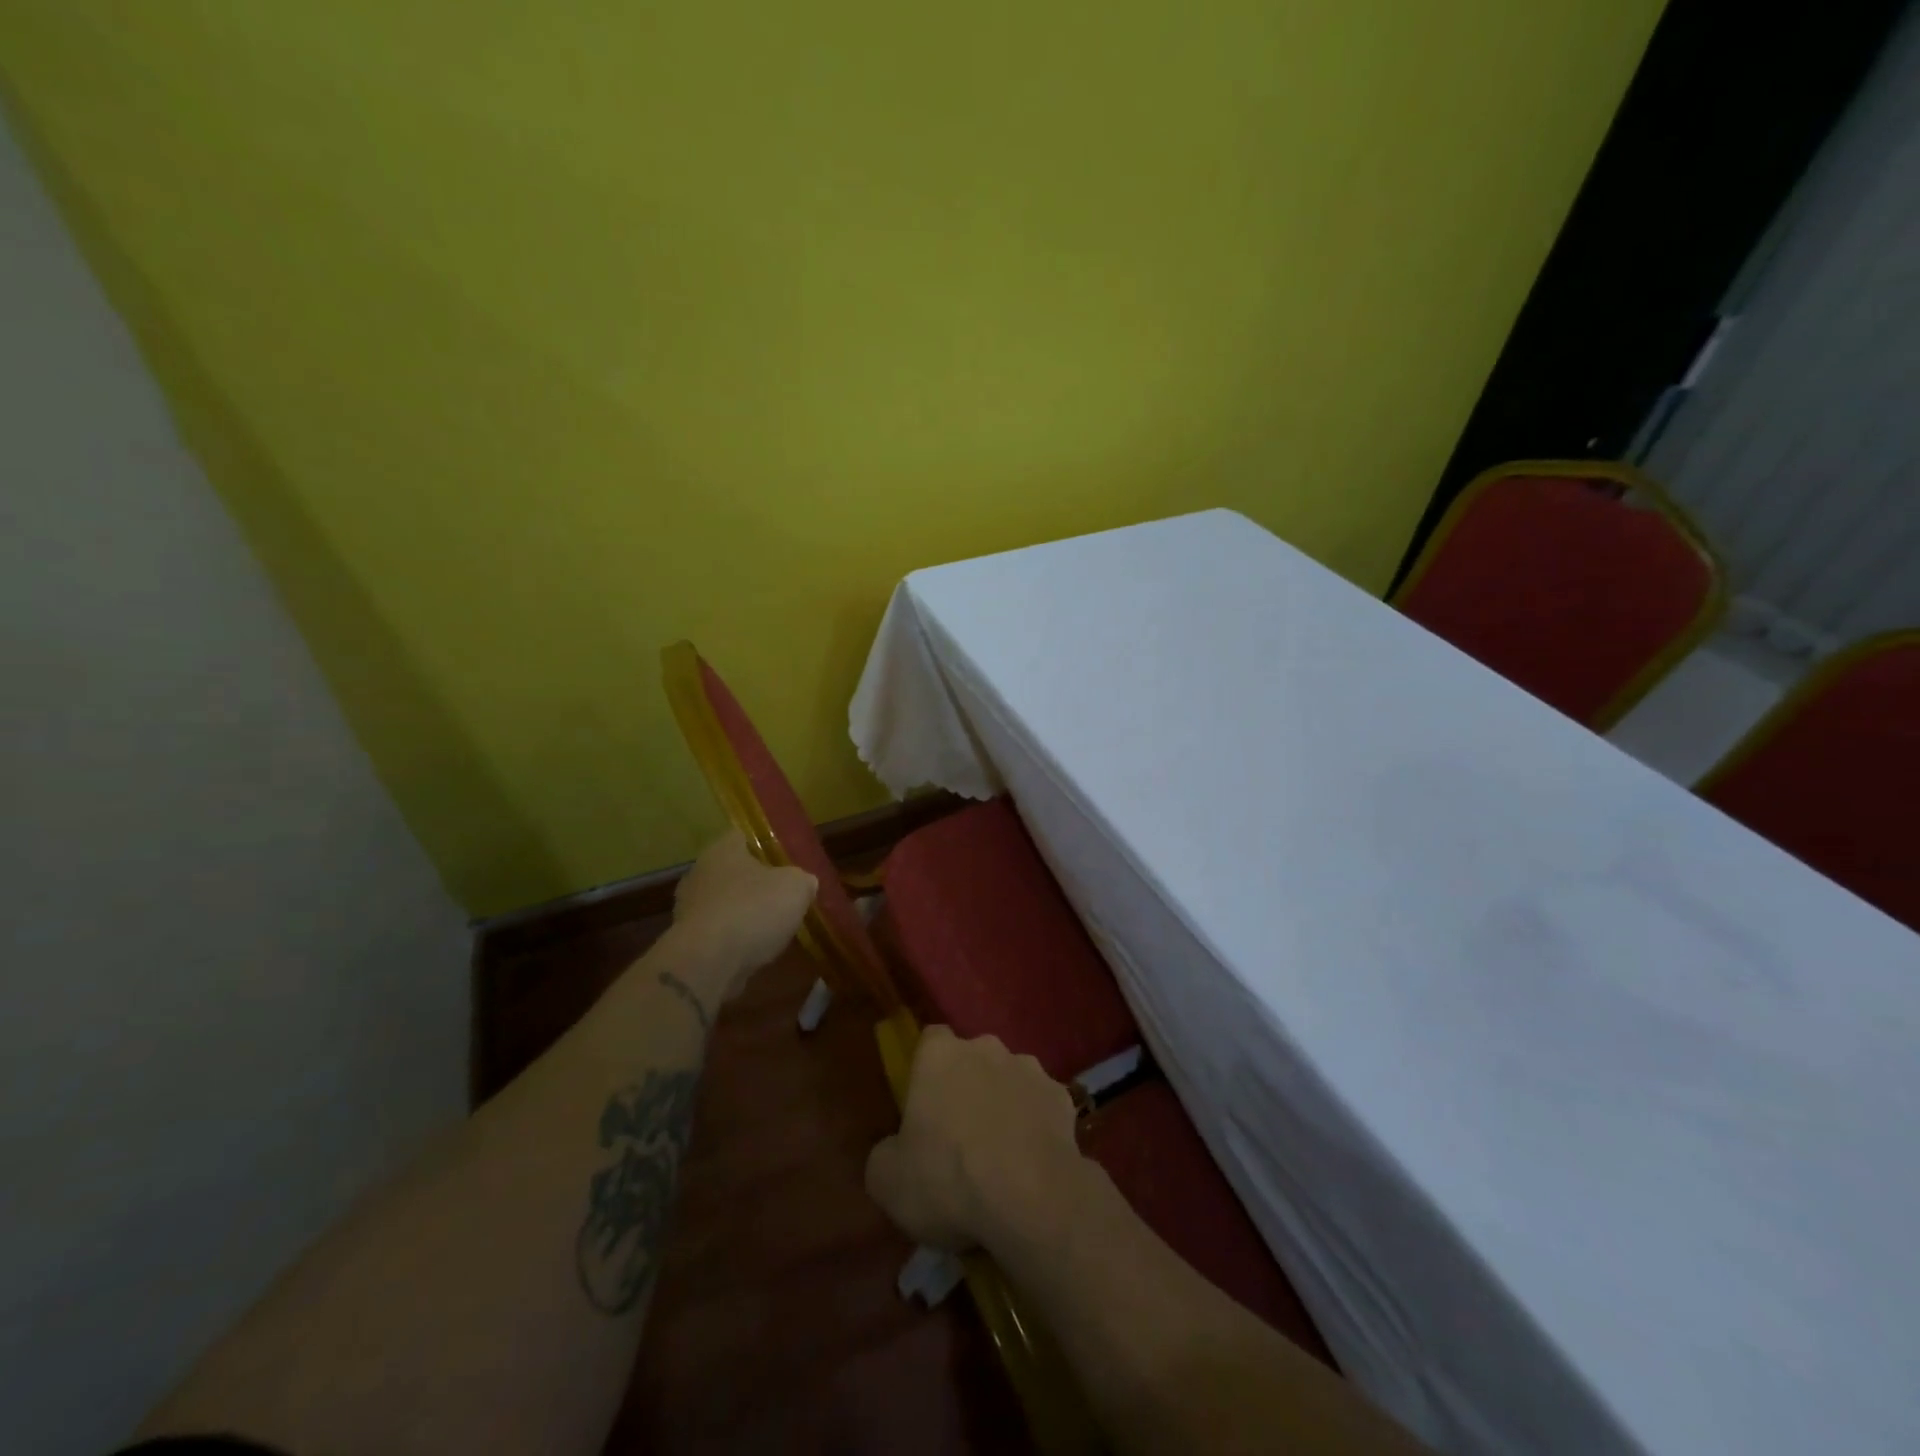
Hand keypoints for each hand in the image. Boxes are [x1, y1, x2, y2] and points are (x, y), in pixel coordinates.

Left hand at [669, 830, 815, 993]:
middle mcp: (700, 873)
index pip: (744, 836)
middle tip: (784, 896)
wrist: (707, 964)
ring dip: (746, 914)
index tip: (787, 861)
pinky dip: (736, 940)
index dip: (767, 846)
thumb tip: (804, 883)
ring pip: (726, 904)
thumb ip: (803, 880)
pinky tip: (756, 952)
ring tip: (774, 929)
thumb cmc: (753, 910)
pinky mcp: (687, 942)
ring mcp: (689, 909)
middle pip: (734, 872)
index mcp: (722, 850)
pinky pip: (719, 934)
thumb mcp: (796, 888)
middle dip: (757, 884)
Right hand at [865, 1026, 1083, 1253]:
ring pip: (1009, 1079)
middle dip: (967, 1086)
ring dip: (1004, 1104)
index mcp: (940, 1055)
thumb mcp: (887, 1181)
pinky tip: (1032, 1164)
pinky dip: (1036, 1126)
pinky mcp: (1062, 1097)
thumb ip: (885, 1154)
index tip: (923, 1107)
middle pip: (972, 1059)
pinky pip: (1041, 1107)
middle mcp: (986, 1048)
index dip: (926, 1071)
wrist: (1031, 1198)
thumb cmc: (948, 1178)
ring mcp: (1029, 1068)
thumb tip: (894, 1151)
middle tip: (959, 1136)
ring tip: (1000, 1154)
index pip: (930, 1041)